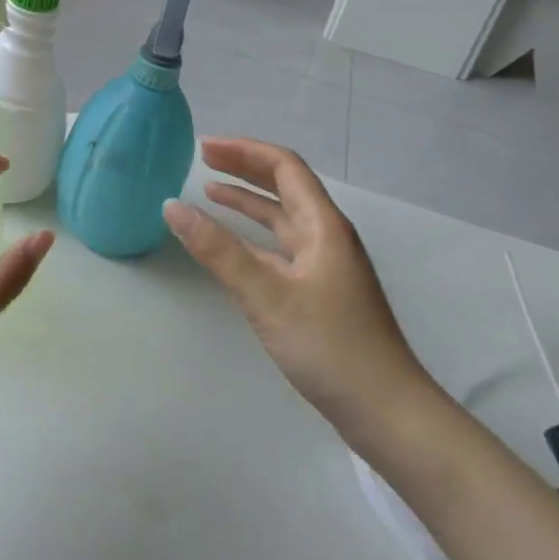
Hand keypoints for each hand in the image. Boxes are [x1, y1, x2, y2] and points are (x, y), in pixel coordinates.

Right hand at [164, 138, 436, 439]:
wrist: (386, 412)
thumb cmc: (330, 346)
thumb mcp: (267, 295)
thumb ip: (218, 250)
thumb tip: (172, 206)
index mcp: (323, 226)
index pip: (284, 167)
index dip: (244, 151)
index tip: (204, 148)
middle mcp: (327, 236)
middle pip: (284, 186)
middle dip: (244, 168)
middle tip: (202, 160)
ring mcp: (325, 265)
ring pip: (282, 218)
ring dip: (248, 201)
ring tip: (209, 192)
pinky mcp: (319, 291)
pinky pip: (281, 247)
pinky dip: (253, 236)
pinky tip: (232, 245)